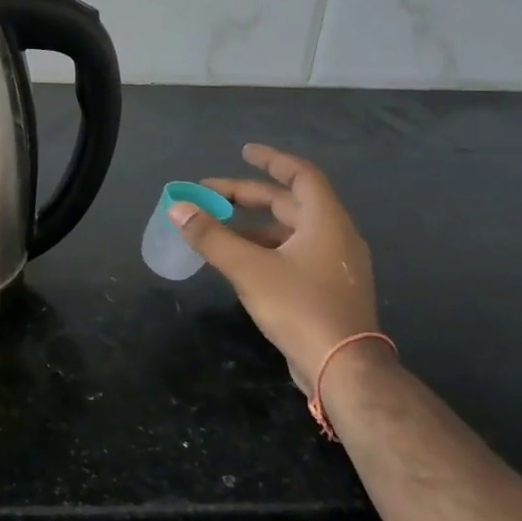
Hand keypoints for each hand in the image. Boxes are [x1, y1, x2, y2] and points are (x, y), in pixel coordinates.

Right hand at [170, 143, 378, 395]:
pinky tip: (237, 262)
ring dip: (252, 226)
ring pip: (288, 232)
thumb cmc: (300, 307)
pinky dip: (263, 249)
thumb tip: (178, 208)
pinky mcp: (327, 290)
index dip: (271, 160)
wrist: (343, 368)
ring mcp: (333, 265)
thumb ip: (211, 236)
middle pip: (288, 203)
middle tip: (209, 194)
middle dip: (247, 196)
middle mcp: (334, 236)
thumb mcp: (248, 268)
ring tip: (215, 229)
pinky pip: (292, 254)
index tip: (244, 152)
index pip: (301, 175)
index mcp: (325, 221)